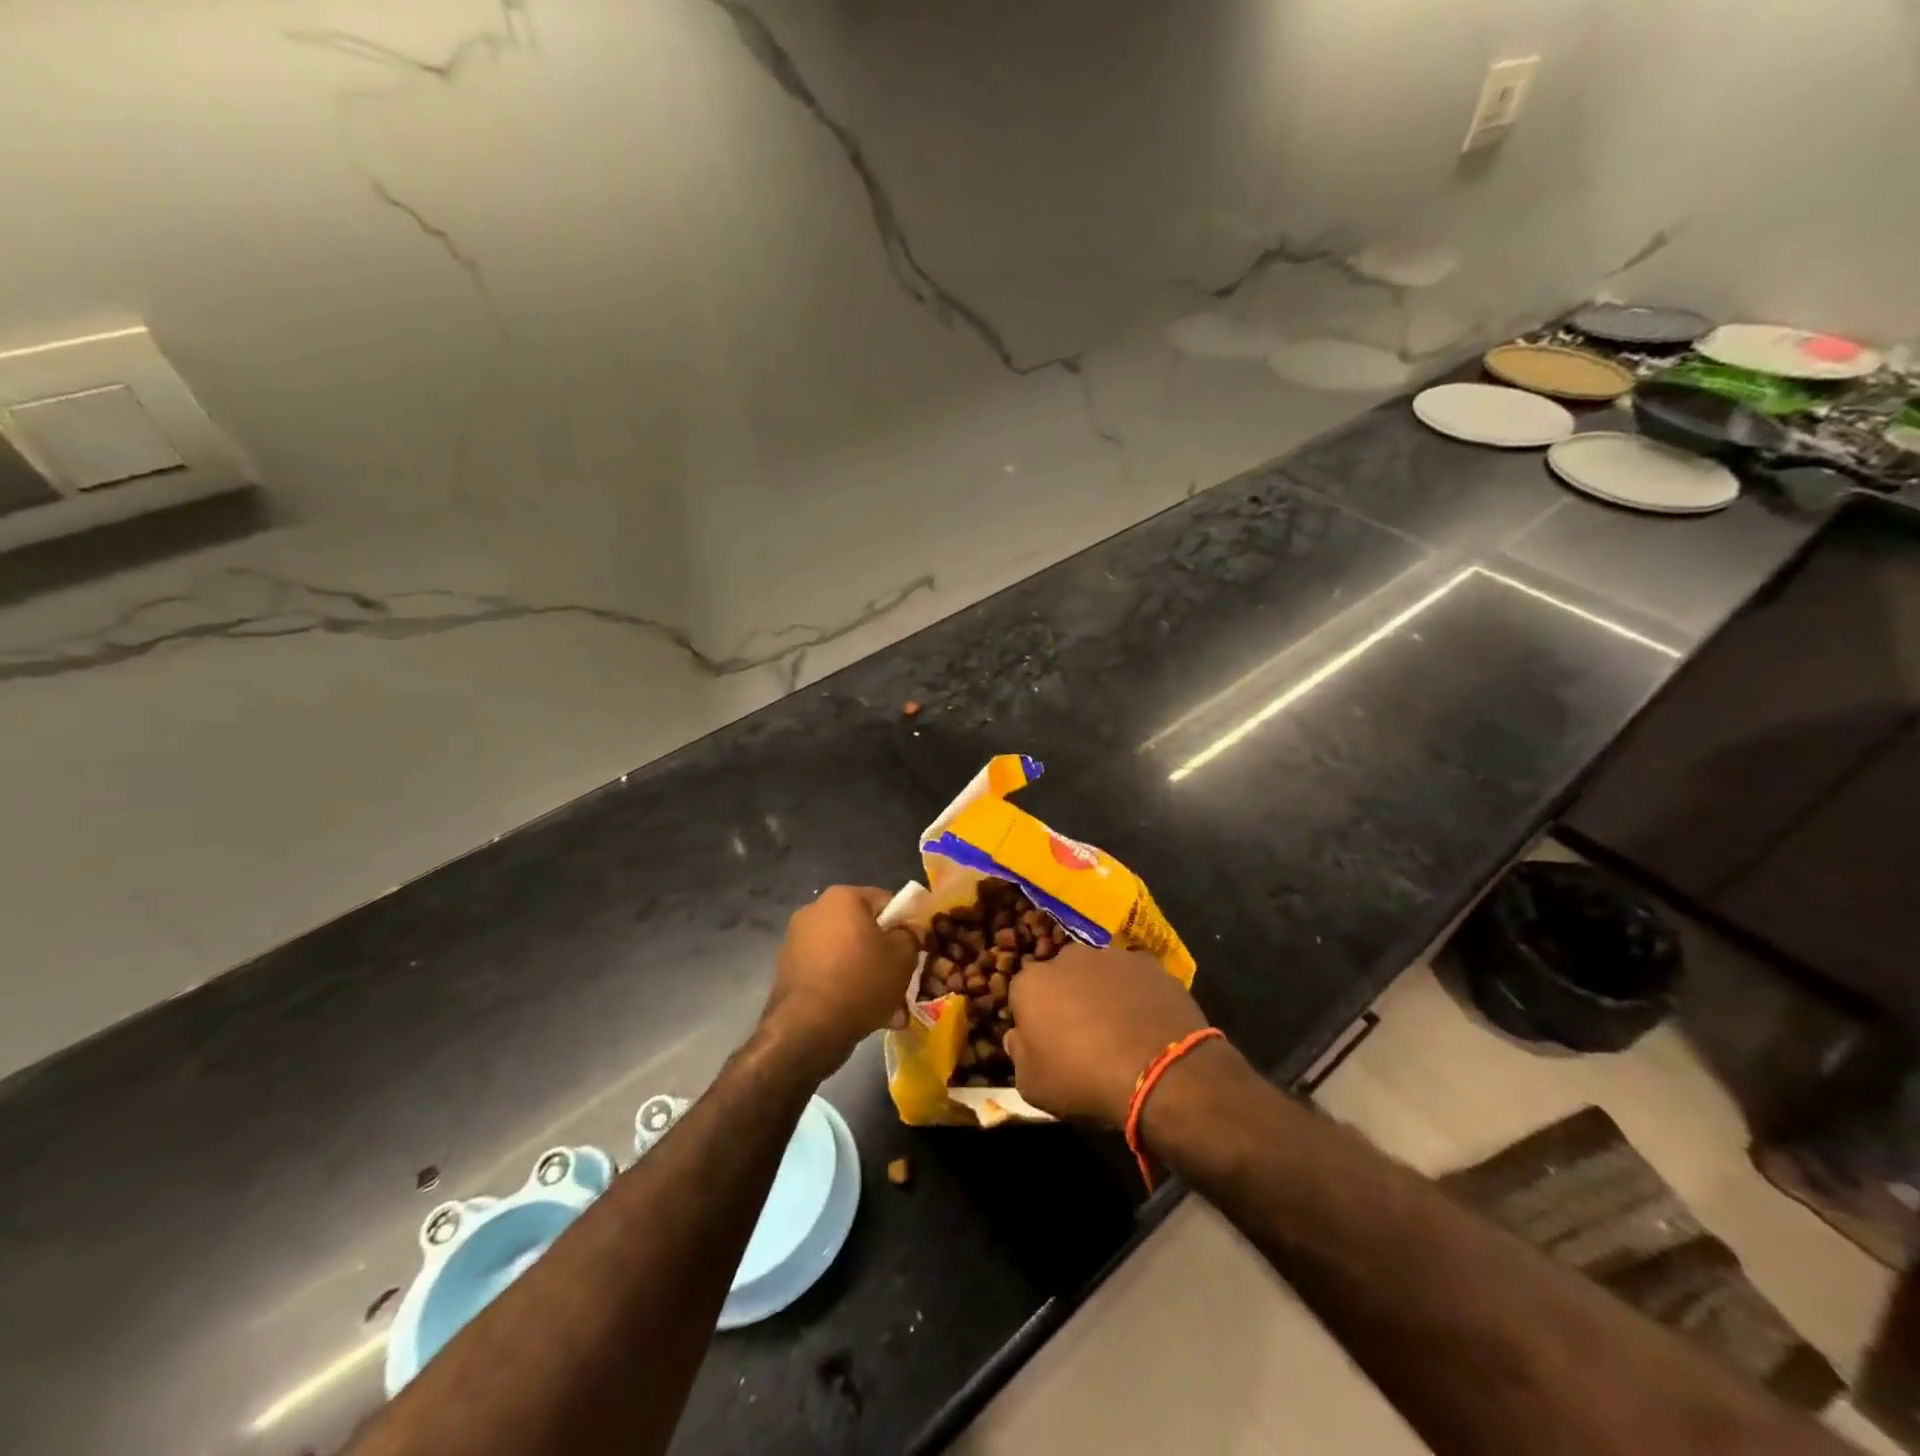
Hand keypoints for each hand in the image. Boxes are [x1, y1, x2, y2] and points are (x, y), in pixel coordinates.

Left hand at [762, 885, 920, 1075]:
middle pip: (863, 930)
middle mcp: (815, 911)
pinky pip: (828, 974)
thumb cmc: (861, 980)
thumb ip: (912, 936)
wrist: (808, 1028)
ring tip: (887, 1008)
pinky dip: (845, 988)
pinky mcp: (788, 971)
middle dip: (884, 955)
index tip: (914, 949)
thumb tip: (911, 930)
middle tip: (901, 981)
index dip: (905, 925)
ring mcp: (797, 942)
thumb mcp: (903, 956)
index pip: (885, 901)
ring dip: (866, 975)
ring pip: (846, 955)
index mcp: (842, 897)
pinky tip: (863, 1015)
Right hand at [1005, 943, 1208, 1127]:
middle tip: (1082, 1036)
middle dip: (1066, 998)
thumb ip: (1018, 1054)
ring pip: (1098, 973)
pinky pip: (1133, 979)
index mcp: (1031, 983)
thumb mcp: (1032, 1085)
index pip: (1021, 995)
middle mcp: (1066, 958)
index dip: (1033, 1020)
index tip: (1046, 1044)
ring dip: (1102, 994)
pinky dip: (1135, 995)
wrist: (1159, 1070)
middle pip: (1060, 976)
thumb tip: (1017, 1037)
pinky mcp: (1148, 964)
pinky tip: (1146, 1025)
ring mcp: (1110, 956)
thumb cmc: (1083, 1079)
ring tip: (1119, 1031)